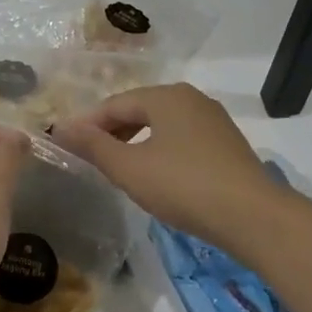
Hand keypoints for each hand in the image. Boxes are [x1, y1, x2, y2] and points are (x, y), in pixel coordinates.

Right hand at [52, 84, 278, 254]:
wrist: (251, 216)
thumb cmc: (183, 186)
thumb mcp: (129, 168)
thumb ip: (93, 146)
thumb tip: (61, 127)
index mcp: (166, 96)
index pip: (114, 105)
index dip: (87, 125)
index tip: (66, 146)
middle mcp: (191, 98)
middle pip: (139, 110)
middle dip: (111, 132)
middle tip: (90, 159)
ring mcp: (213, 120)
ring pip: (162, 125)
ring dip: (135, 142)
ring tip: (119, 168)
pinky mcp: (227, 143)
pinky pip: (182, 139)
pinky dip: (160, 150)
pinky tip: (156, 175)